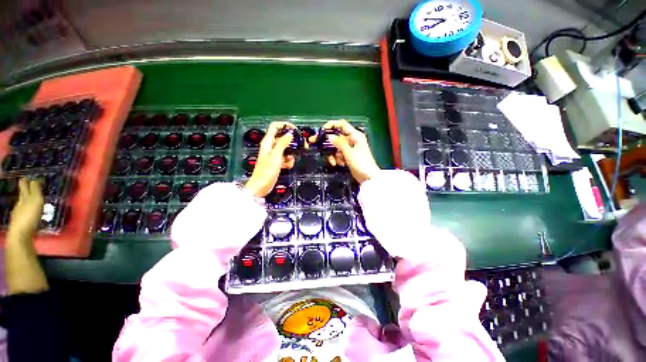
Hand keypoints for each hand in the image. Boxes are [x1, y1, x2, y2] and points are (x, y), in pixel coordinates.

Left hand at [8, 178, 43, 239]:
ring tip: (33, 201)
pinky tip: (31, 214)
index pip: (24, 185)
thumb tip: (35, 179)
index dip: (27, 181)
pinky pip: (24, 213)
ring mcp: (18, 213)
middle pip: (22, 194)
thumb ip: (35, 190)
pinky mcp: (20, 222)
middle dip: (26, 190)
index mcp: (23, 197)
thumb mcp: (35, 201)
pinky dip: (27, 211)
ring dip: (27, 201)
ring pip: (23, 204)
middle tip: (30, 186)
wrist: (20, 235)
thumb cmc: (29, 216)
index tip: (29, 177)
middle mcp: (19, 202)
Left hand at [245, 122, 296, 197]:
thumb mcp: (276, 156)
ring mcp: (273, 155)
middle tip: (302, 145)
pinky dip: (288, 161)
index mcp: (268, 142)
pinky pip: (285, 158)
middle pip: (282, 137)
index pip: (275, 127)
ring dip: (291, 153)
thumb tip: (290, 134)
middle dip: (292, 141)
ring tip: (293, 159)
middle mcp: (270, 146)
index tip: (295, 130)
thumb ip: (283, 144)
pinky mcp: (276, 162)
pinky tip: (289, 166)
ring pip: (285, 149)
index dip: (284, 125)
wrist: (261, 187)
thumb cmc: (266, 171)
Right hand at [310, 119, 380, 183]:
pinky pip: (338, 154)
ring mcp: (350, 148)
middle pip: (337, 137)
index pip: (342, 125)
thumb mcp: (349, 153)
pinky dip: (336, 159)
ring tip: (334, 162)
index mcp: (355, 136)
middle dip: (328, 143)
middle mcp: (352, 140)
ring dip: (333, 154)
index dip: (331, 125)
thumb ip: (339, 144)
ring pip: (336, 147)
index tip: (322, 130)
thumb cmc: (362, 164)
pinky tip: (338, 164)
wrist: (369, 178)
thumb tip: (329, 136)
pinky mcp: (348, 156)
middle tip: (318, 146)